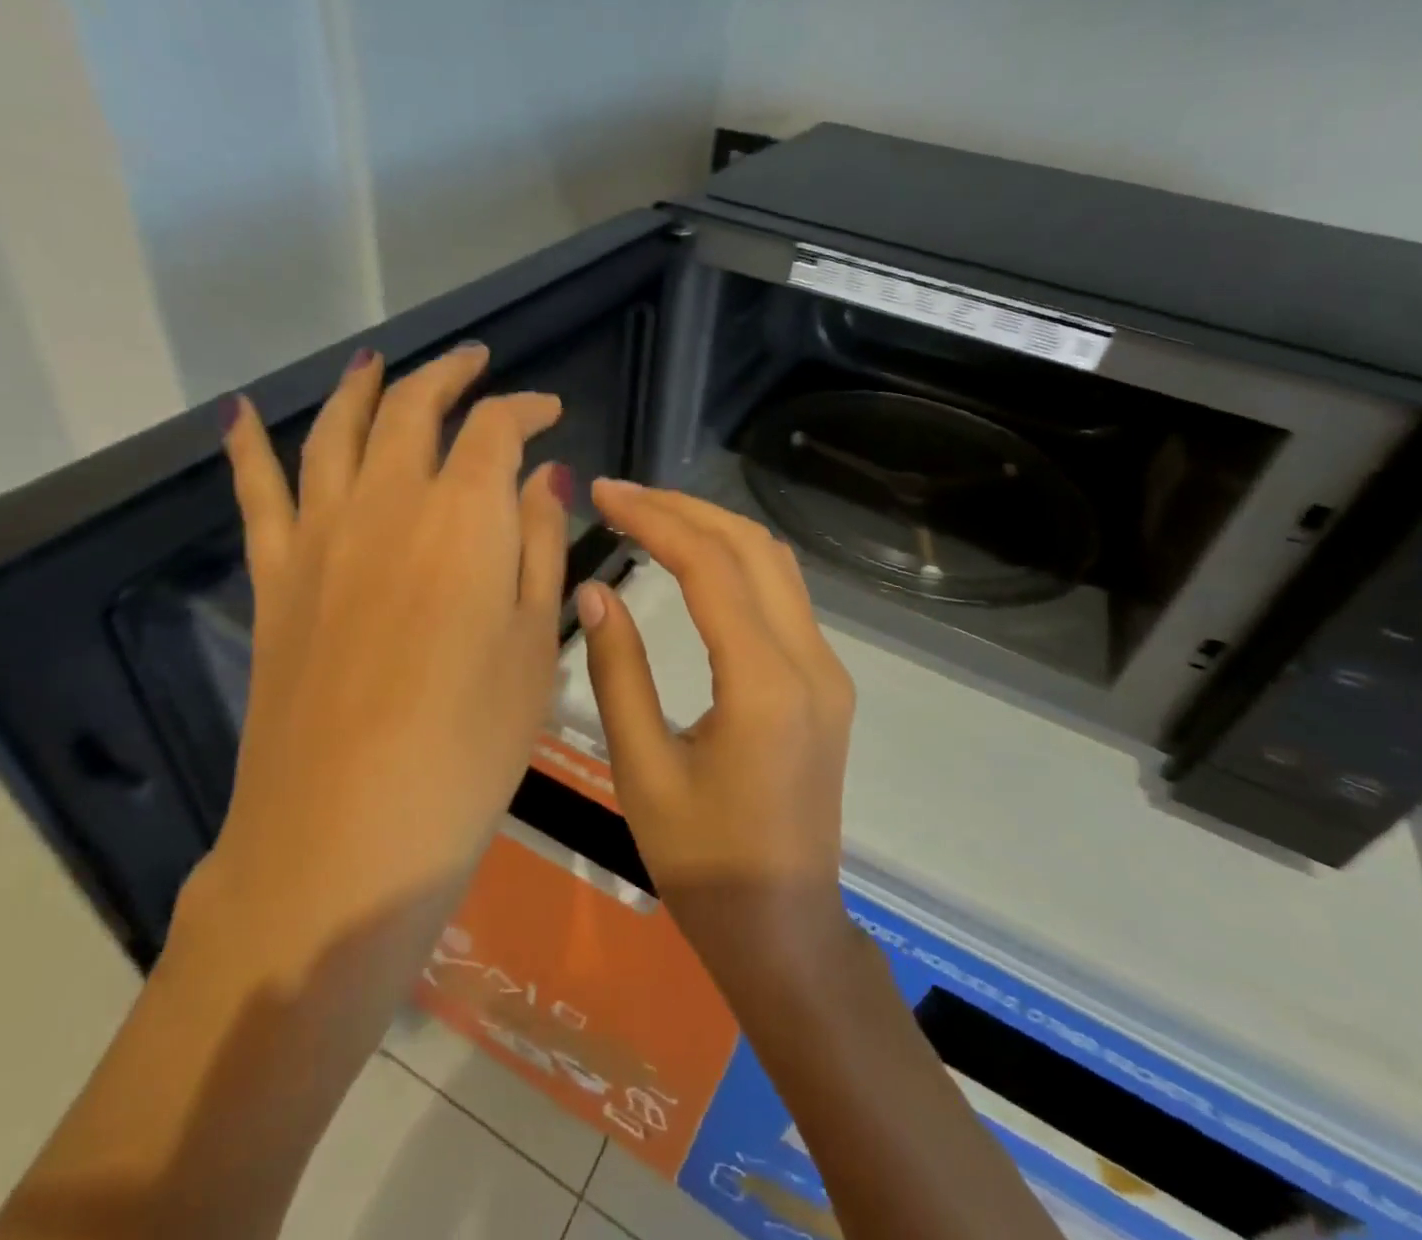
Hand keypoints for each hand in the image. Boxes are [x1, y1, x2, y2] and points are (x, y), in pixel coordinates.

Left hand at [198, 343, 570, 957]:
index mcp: (463, 516)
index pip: (495, 428)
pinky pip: (256, 492)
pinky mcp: (276, 577)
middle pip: (412, 408)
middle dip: (448, 374)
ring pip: (335, 430)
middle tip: (475, 364)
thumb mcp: (534, 642)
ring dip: (361, 386)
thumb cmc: (471, 742)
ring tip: (377, 361)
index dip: (525, 408)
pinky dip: (246, 446)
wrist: (348, 829)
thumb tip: (544, 474)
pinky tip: (238, 414)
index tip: (549, 411)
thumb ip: (538, 544)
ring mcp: (320, 536)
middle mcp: (386, 503)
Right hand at [576, 480, 857, 984]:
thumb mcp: (641, 771)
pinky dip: (737, 562)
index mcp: (765, 685)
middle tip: (622, 495)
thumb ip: (618, 672)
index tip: (604, 493)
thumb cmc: (702, 864)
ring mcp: (828, 670)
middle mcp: (810, 662)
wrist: (785, 928)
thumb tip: (594, 589)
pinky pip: (784, 596)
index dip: (654, 519)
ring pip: (775, 565)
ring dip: (715, 529)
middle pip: (753, 547)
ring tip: (651, 516)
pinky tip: (694, 562)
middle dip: (685, 509)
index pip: (710, 567)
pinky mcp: (826, 682)